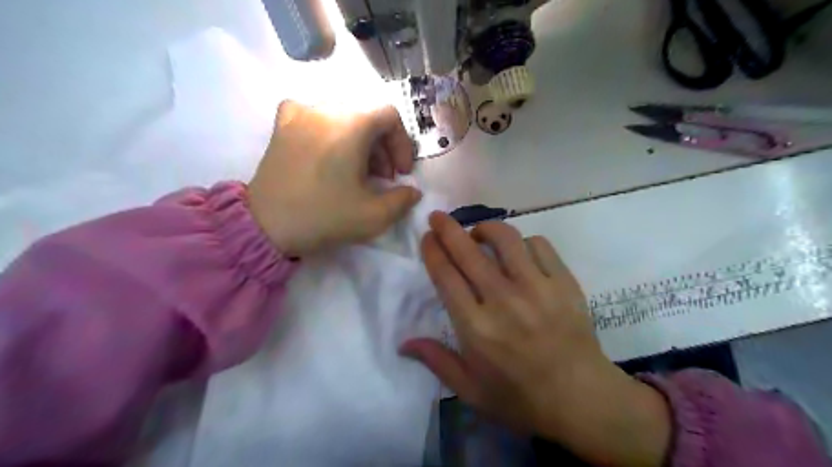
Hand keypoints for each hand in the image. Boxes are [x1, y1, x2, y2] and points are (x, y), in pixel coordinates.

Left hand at [244, 100, 419, 256]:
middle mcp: (326, 108)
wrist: (266, 225)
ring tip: (356, 170)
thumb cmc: (324, 216)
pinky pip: (313, 115)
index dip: (402, 144)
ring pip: (343, 116)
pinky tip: (326, 148)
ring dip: (359, 140)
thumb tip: (412, 191)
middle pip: (367, 116)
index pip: (390, 116)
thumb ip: (403, 200)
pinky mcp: (281, 125)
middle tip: (382, 177)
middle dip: (382, 147)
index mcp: (352, 124)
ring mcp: (300, 113)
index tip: (400, 174)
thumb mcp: (374, 215)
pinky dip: (328, 129)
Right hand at [402, 212, 667, 466]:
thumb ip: (437, 361)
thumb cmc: (521, 398)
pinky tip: (518, 251)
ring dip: (486, 228)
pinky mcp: (564, 282)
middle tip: (438, 217)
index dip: (433, 251)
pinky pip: (539, 245)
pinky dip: (523, 242)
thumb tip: (403, 343)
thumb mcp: (471, 391)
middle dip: (448, 228)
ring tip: (479, 233)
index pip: (446, 276)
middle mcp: (503, 300)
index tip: (427, 237)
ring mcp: (537, 287)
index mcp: (476, 327)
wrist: (582, 399)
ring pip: (506, 238)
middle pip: (469, 251)